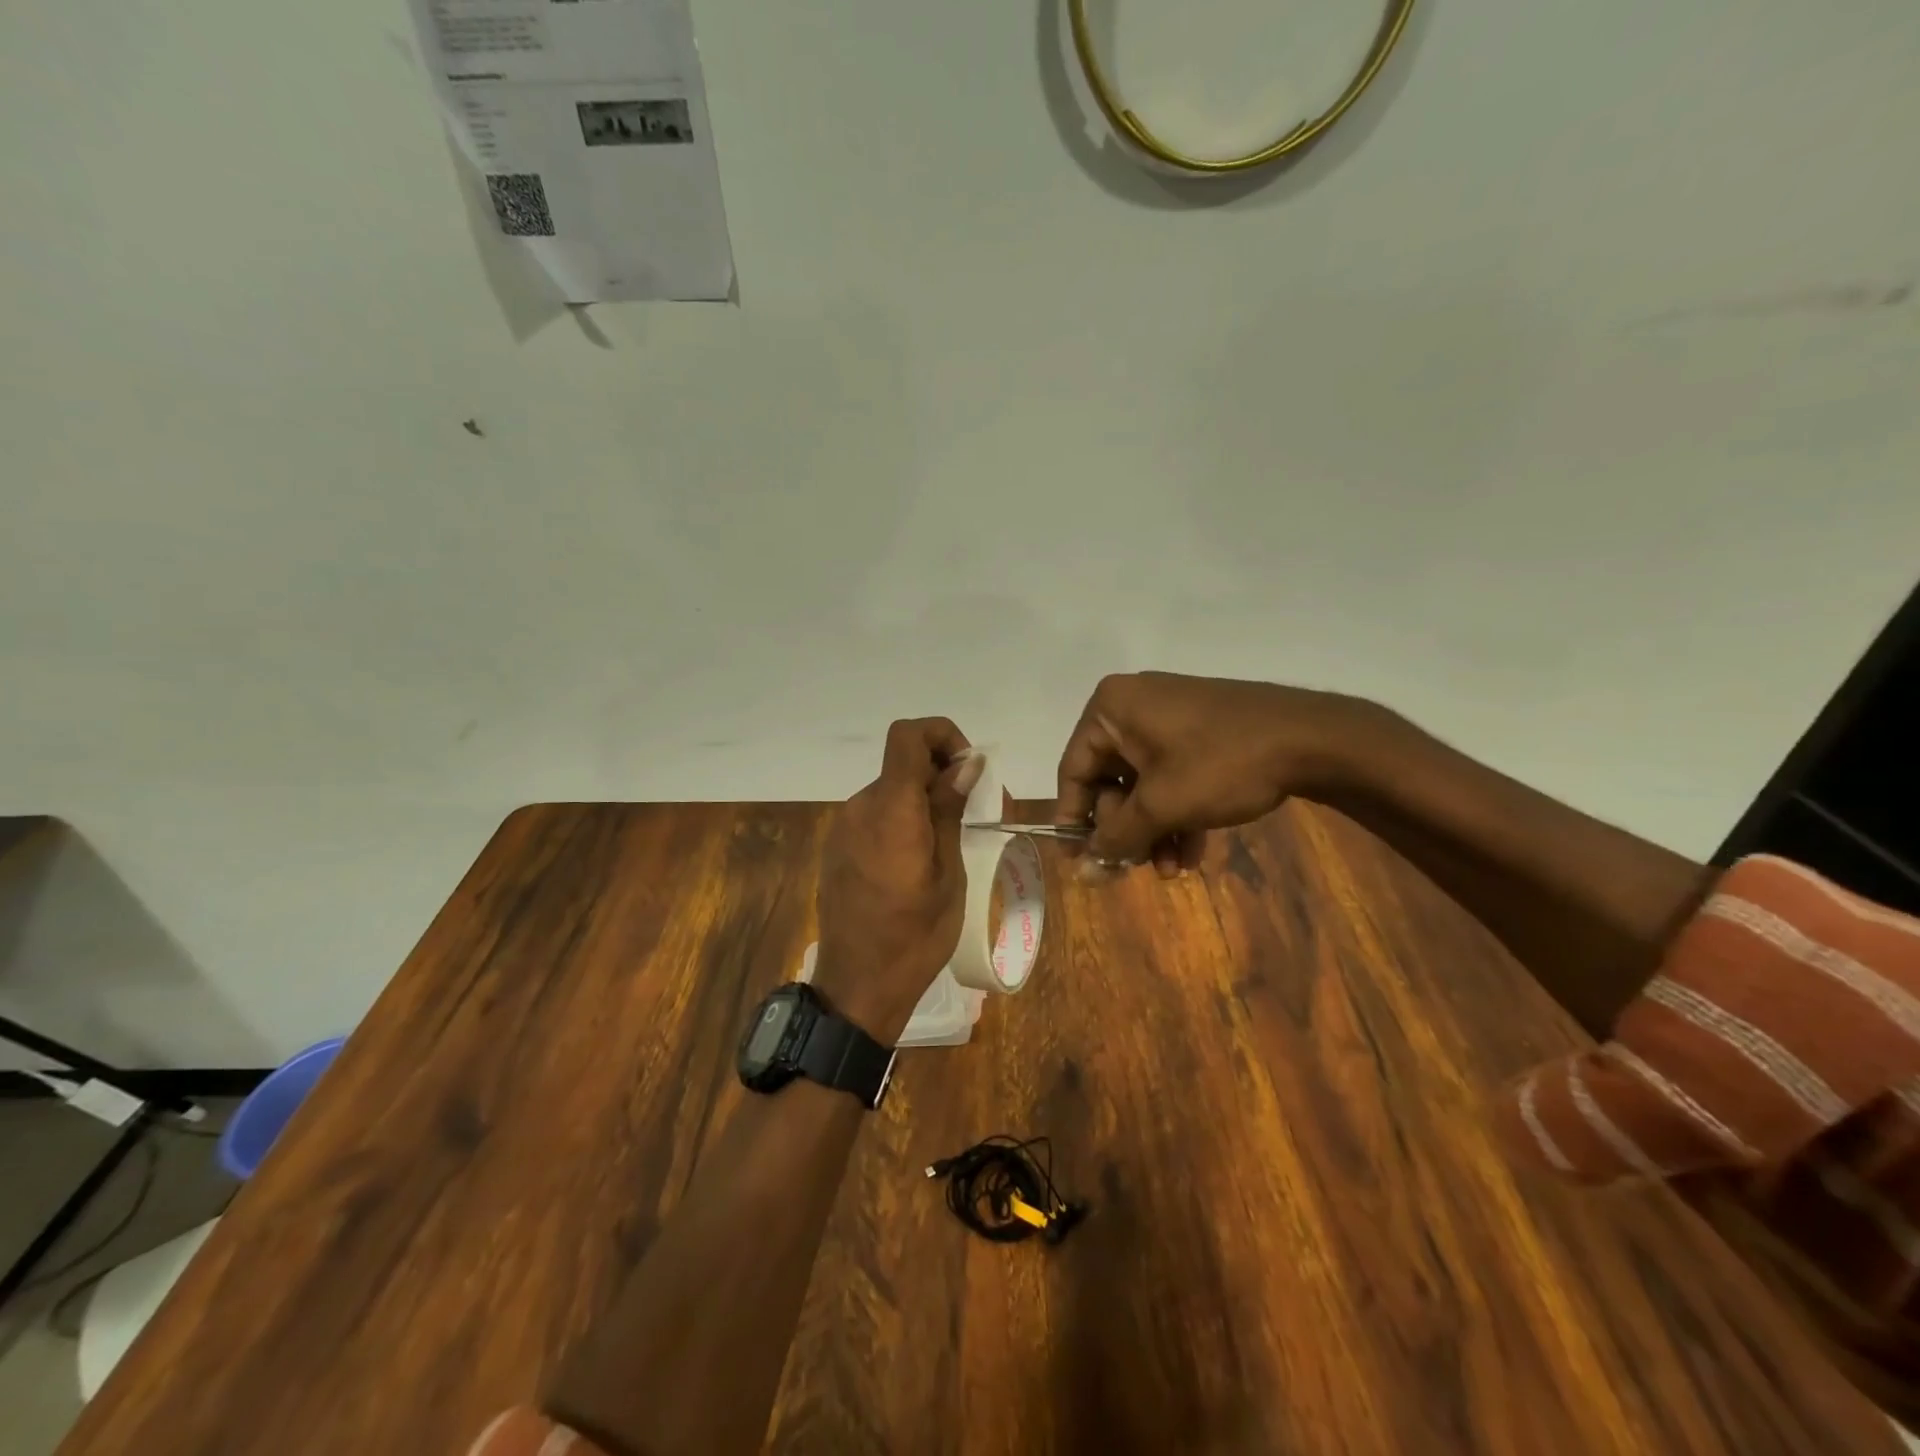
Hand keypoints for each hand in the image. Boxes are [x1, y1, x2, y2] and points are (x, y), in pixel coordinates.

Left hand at [815, 718, 980, 1041]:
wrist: (857, 987)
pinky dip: (901, 819)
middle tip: (972, 811)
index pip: (907, 735)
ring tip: (947, 842)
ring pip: (890, 790)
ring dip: (921, 799)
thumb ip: (949, 810)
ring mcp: (843, 827)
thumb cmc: (916, 936)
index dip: (942, 735)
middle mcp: (860, 807)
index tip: (967, 769)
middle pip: (901, 764)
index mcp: (890, 810)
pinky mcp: (836, 847)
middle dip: (940, 774)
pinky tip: (915, 860)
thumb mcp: (948, 873)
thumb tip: (967, 762)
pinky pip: (874, 815)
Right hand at [1055, 672, 1386, 874]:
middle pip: (1110, 780)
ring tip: (1172, 871)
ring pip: (1144, 784)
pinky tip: (1193, 853)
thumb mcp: (1162, 805)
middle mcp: (1133, 706)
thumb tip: (1083, 871)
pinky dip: (1177, 813)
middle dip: (1126, 830)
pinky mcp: (1200, 731)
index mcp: (1111, 709)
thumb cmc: (1221, 763)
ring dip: (1153, 830)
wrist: (1313, 738)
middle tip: (1135, 868)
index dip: (1074, 819)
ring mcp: (1170, 718)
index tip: (1079, 860)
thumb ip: (1116, 837)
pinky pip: (1172, 775)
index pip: (1074, 769)